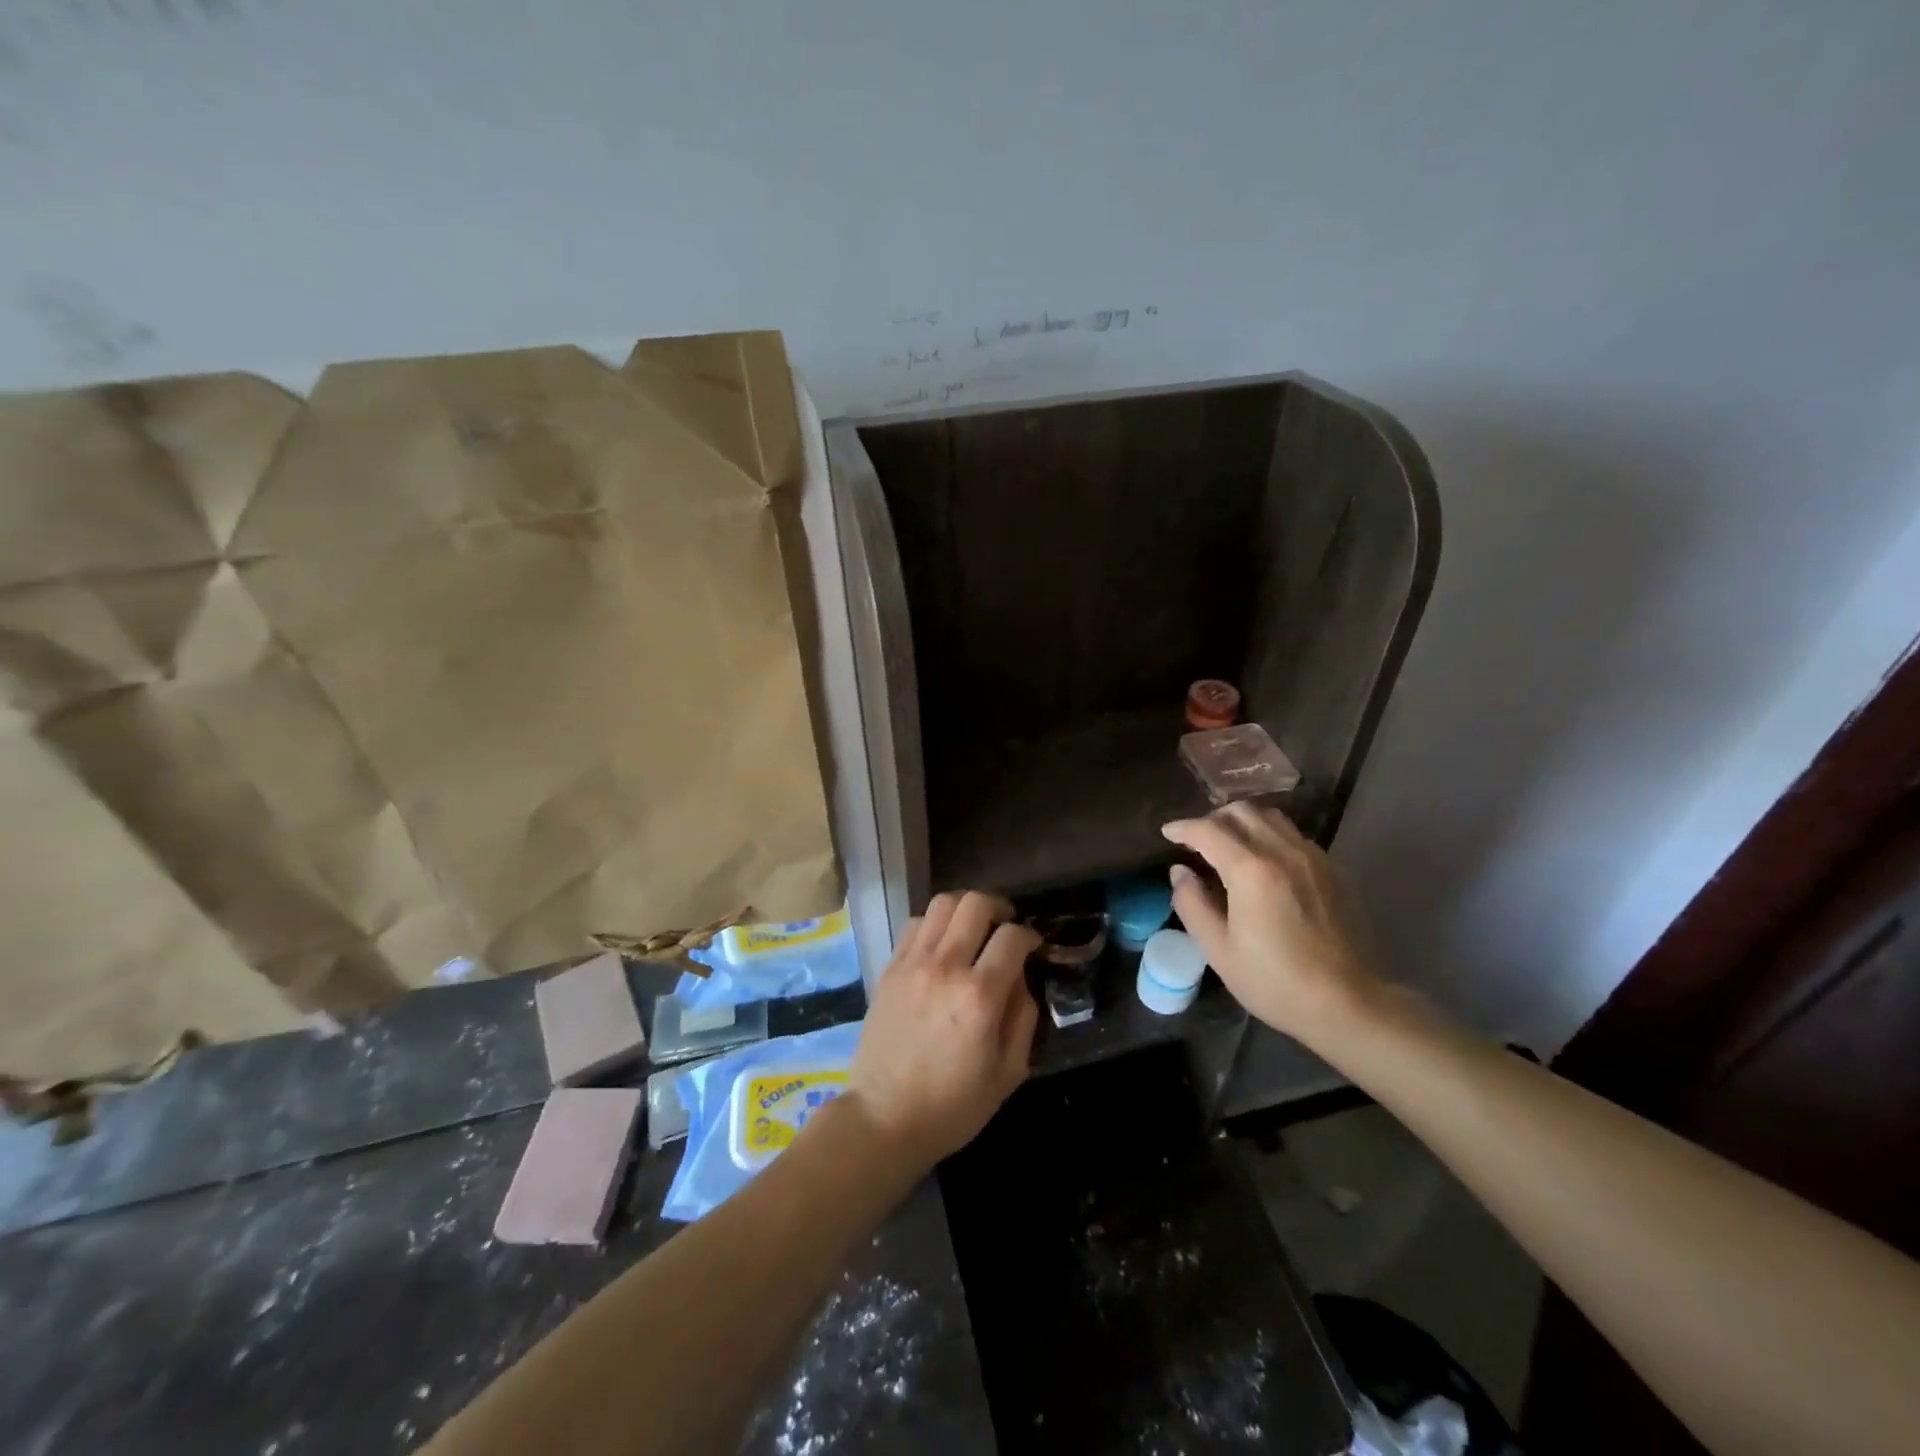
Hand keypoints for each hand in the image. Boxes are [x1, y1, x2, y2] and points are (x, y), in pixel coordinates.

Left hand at [849, 891, 1041, 1169]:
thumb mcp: (1009, 1073)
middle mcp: (945, 967)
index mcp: (979, 996)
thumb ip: (1023, 1017)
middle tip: (1005, 926)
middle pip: (975, 904)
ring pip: (943, 903)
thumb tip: (1021, 979)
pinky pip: (916, 923)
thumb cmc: (953, 1106)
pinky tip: (942, 945)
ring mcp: (913, 963)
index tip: (1032, 947)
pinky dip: (935, 923)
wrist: (884, 1118)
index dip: (1029, 936)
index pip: (1012, 937)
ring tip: (974, 928)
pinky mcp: (890, 968)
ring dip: (965, 909)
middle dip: (999, 907)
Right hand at [1162, 803, 1381, 1043]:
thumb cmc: (1276, 982)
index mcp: (1251, 871)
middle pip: (1242, 812)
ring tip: (1228, 845)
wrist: (1350, 1004)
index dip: (1183, 828)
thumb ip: (1192, 904)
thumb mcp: (1219, 950)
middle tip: (1197, 840)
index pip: (1208, 831)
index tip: (1167, 833)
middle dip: (1213, 819)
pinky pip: (1293, 836)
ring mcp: (1313, 858)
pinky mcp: (1333, 870)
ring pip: (1271, 818)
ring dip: (1243, 822)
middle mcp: (1284, 852)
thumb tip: (1180, 872)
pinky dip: (1269, 836)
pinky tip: (1263, 863)